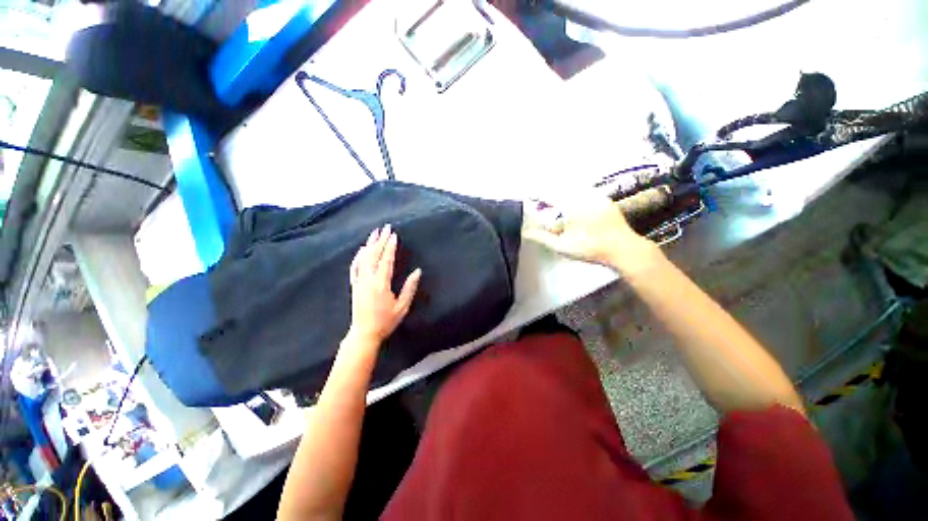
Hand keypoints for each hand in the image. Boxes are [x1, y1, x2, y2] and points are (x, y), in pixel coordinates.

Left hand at [347, 225, 421, 345]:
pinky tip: (362, 249)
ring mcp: (359, 281)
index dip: (390, 247)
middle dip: (381, 240)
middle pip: (374, 255)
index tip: (394, 235)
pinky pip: (354, 267)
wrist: (364, 333)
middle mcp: (368, 279)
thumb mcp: (402, 307)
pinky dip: (358, 256)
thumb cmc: (386, 321)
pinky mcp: (354, 285)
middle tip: (386, 227)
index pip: (386, 260)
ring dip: (369, 244)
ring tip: (375, 232)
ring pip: (363, 258)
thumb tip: (417, 271)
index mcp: (381, 284)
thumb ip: (410, 288)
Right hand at [523, 197, 658, 274]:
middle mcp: (584, 195)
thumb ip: (541, 237)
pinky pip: (586, 194)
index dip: (537, 194)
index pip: (549, 194)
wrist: (623, 249)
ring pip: (574, 191)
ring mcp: (597, 197)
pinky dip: (575, 198)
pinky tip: (574, 210)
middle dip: (549, 196)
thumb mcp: (561, 245)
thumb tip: (525, 231)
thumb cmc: (589, 247)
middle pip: (561, 189)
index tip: (529, 196)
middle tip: (541, 205)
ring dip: (562, 196)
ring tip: (556, 208)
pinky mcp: (606, 201)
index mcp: (572, 204)